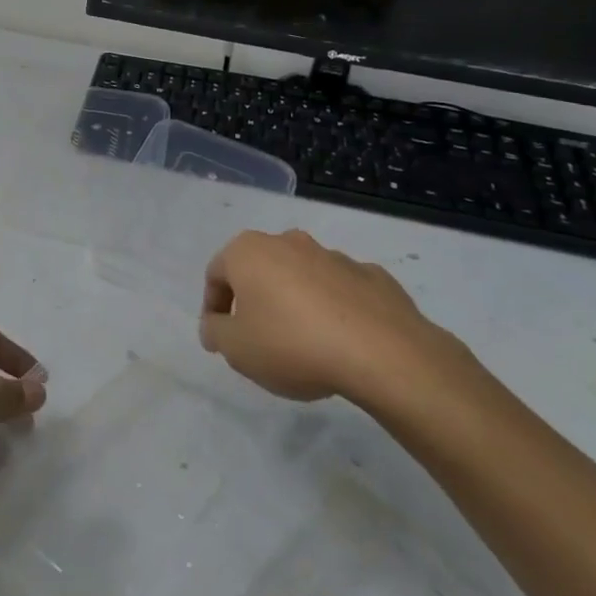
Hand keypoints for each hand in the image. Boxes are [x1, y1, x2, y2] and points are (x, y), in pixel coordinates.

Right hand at [199, 229, 455, 408]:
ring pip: (301, 277)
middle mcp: (288, 242)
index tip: (220, 338)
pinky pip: (340, 291)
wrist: (382, 353)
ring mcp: (333, 255)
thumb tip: (215, 324)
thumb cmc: (292, 344)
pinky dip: (334, 309)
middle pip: (260, 270)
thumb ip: (216, 333)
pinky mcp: (371, 275)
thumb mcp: (236, 349)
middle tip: (258, 339)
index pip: (216, 274)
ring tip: (304, 345)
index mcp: (249, 251)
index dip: (213, 307)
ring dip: (295, 303)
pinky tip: (341, 341)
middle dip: (255, 300)